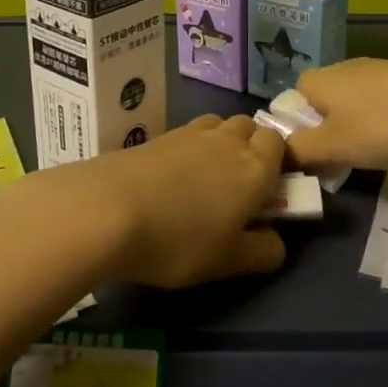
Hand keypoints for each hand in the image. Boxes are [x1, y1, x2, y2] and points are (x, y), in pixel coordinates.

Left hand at [39, 114, 287, 287]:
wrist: (108, 208)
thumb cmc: (179, 240)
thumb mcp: (227, 261)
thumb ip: (261, 252)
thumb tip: (277, 242)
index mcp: (255, 168)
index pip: (279, 144)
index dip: (278, 161)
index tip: (270, 189)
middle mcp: (227, 141)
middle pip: (249, 127)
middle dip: (250, 147)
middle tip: (239, 185)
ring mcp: (190, 134)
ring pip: (218, 125)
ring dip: (221, 142)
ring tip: (206, 178)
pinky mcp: (158, 136)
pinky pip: (188, 133)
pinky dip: (191, 148)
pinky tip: (175, 177)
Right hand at [285, 58, 387, 169]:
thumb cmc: (382, 122)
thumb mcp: (334, 145)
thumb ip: (301, 151)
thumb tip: (278, 153)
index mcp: (318, 80)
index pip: (290, 100)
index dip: (295, 128)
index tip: (311, 154)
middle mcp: (341, 68)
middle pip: (321, 102)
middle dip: (326, 130)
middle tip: (339, 160)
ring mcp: (375, 70)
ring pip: (351, 102)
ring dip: (355, 126)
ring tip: (370, 152)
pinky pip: (379, 101)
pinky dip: (381, 119)